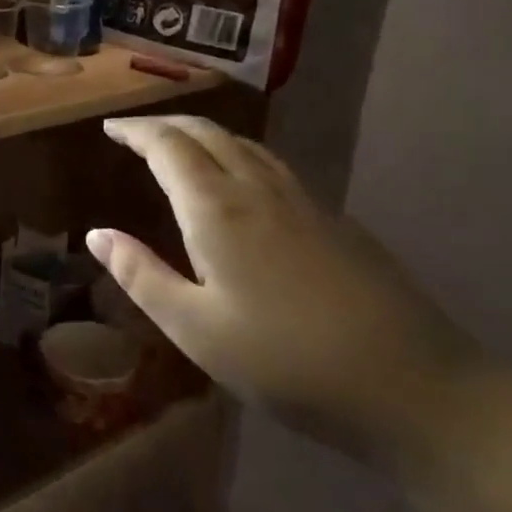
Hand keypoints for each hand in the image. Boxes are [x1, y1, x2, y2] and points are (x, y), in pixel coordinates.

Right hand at [87, 115, 489, 473]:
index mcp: (218, 209)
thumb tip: (96, 234)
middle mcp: (259, 190)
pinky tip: (240, 185)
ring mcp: (305, 202)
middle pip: (208, 133)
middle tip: (135, 132)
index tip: (109, 127)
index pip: (168, 146)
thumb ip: (141, 275)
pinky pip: (273, 166)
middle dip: (166, 124)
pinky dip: (238, 155)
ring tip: (179, 147)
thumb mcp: (195, 329)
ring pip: (245, 145)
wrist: (414, 387)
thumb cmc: (286, 362)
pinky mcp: (336, 222)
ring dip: (204, 135)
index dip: (135, 131)